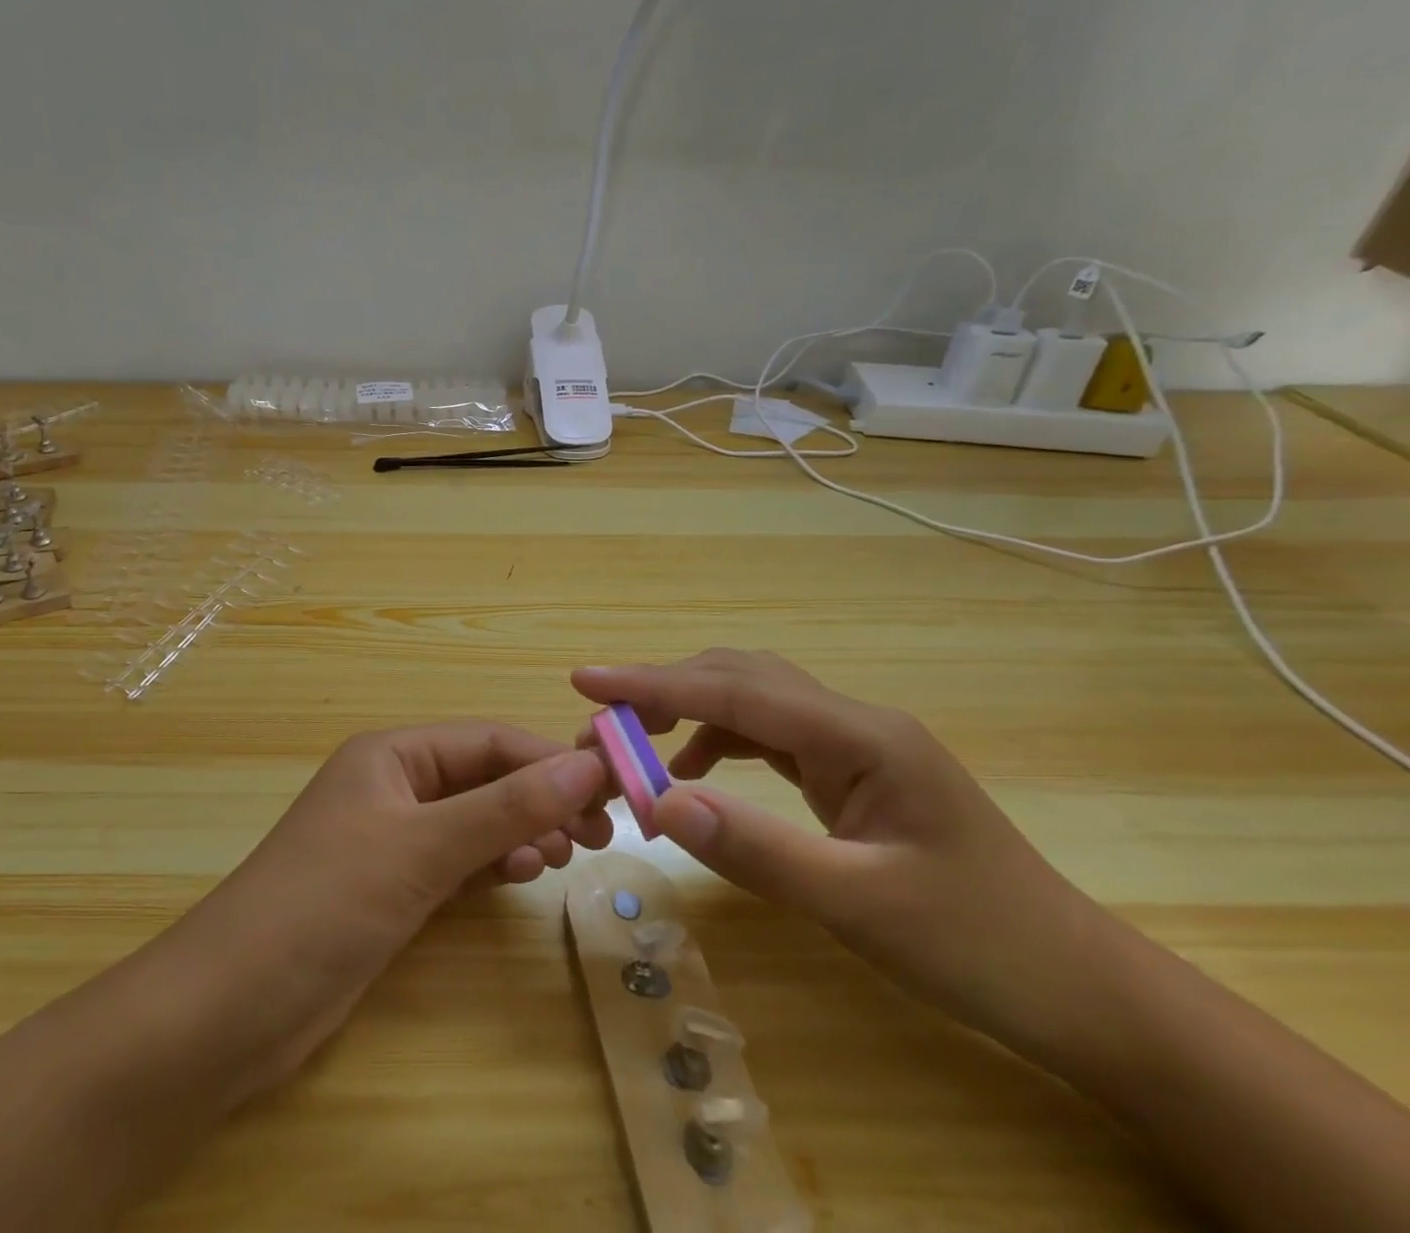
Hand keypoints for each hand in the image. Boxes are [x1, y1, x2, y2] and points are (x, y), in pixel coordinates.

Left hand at [167, 722, 610, 1090]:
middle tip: (595, 835)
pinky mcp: (388, 887)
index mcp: (392, 754)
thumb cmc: (327, 903)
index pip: (487, 741)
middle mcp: (392, 785)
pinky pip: (454, 860)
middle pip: (482, 778)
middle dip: (538, 798)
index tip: (608, 790)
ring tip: (557, 857)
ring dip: (517, 831)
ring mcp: (389, 838)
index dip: (548, 760)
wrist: (230, 1008)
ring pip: (472, 820)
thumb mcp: (422, 848)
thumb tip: (587, 766)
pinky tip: (514, 878)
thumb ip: (505, 807)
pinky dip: (489, 864)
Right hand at [574, 651, 1121, 1060]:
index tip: (585, 679)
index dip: (653, 682)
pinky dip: (718, 744)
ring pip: (751, 701)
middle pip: (739, 678)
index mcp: (860, 735)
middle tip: (599, 724)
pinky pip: (767, 737)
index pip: (735, 689)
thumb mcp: (859, 905)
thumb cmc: (978, 945)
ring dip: (688, 714)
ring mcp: (853, 744)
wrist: (1079, 988)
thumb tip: (659, 800)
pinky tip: (694, 775)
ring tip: (634, 747)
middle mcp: (852, 722)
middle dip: (663, 691)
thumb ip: (757, 848)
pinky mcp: (850, 771)